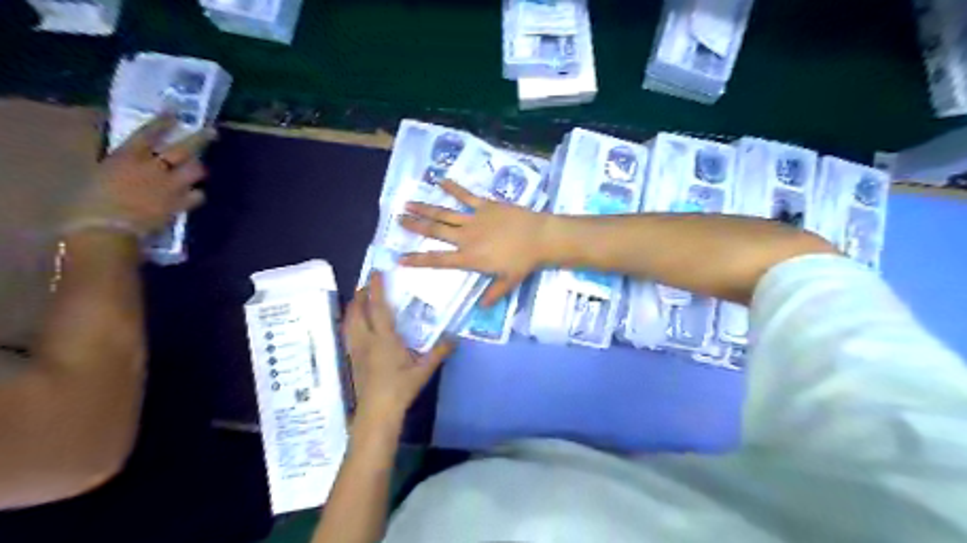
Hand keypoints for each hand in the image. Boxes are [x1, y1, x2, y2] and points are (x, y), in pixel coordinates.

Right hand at [68, 114, 216, 235]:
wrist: (105, 228)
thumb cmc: (88, 201)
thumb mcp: (99, 173)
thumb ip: (121, 163)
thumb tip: (131, 160)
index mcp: (128, 156)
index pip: (150, 133)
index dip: (165, 122)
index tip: (175, 113)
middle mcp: (154, 167)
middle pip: (184, 149)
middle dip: (200, 138)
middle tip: (213, 132)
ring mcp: (171, 186)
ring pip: (196, 170)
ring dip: (199, 168)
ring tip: (199, 167)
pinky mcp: (180, 205)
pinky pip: (198, 196)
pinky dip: (198, 194)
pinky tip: (195, 194)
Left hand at [341, 273, 451, 422]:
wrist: (376, 412)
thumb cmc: (400, 389)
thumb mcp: (423, 370)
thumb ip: (439, 352)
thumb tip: (455, 336)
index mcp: (384, 339)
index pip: (378, 307)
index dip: (376, 288)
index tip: (376, 272)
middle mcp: (366, 339)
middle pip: (357, 310)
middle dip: (361, 294)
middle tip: (368, 283)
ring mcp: (356, 349)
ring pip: (349, 321)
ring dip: (353, 306)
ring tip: (359, 298)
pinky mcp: (352, 358)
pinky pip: (347, 332)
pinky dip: (350, 321)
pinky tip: (355, 323)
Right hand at [399, 179, 551, 302]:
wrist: (539, 237)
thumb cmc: (524, 262)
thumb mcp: (508, 282)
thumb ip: (493, 294)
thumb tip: (482, 307)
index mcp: (469, 258)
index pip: (438, 260)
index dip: (418, 260)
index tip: (400, 258)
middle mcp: (466, 238)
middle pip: (435, 231)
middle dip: (415, 226)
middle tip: (398, 220)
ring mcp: (474, 219)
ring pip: (444, 213)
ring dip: (425, 208)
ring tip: (408, 203)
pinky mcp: (485, 205)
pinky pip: (466, 195)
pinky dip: (453, 188)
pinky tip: (440, 180)